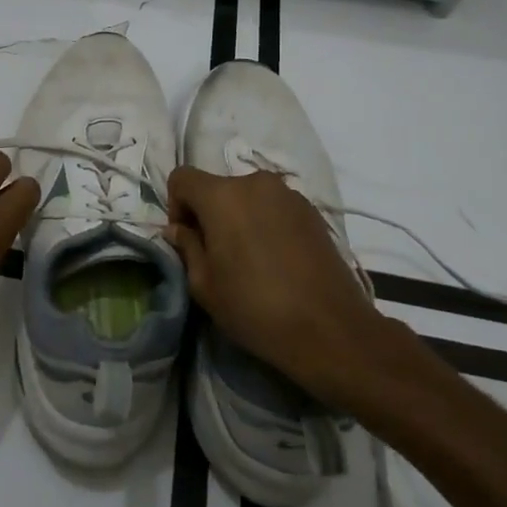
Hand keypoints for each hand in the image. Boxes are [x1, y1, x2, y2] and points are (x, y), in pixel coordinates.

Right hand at [166, 167, 392, 410]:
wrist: (331, 329)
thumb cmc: (256, 308)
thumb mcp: (205, 286)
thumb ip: (187, 247)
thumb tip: (179, 229)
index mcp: (223, 196)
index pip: (182, 178)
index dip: (175, 206)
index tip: (187, 239)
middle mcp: (255, 183)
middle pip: (217, 187)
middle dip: (209, 213)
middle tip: (216, 254)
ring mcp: (288, 194)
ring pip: (247, 196)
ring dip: (239, 218)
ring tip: (249, 258)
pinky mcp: (313, 210)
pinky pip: (274, 207)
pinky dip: (265, 223)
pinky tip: (275, 259)